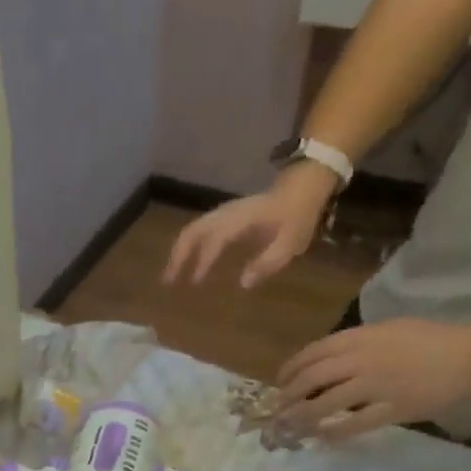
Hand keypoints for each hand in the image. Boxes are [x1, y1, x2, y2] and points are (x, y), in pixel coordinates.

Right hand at [163, 165, 338, 289]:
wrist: (302, 187)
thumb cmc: (297, 216)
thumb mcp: (291, 242)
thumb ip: (267, 262)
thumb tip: (243, 283)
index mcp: (242, 219)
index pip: (216, 237)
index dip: (204, 259)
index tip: (195, 282)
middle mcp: (227, 214)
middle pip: (193, 231)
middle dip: (179, 256)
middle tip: (168, 282)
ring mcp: (223, 214)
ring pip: (192, 230)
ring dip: (179, 252)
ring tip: (171, 276)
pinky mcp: (223, 218)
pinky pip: (198, 231)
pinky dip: (187, 247)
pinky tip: (185, 264)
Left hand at [274, 317, 470, 440]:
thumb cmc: (434, 340)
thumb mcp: (390, 330)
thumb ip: (358, 344)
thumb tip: (326, 362)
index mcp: (362, 337)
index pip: (312, 353)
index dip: (290, 370)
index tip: (280, 383)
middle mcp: (362, 360)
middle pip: (311, 379)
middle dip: (289, 397)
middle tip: (280, 410)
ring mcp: (375, 386)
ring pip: (325, 404)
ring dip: (302, 418)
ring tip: (291, 427)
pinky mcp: (391, 409)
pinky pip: (353, 424)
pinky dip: (333, 432)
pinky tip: (322, 438)